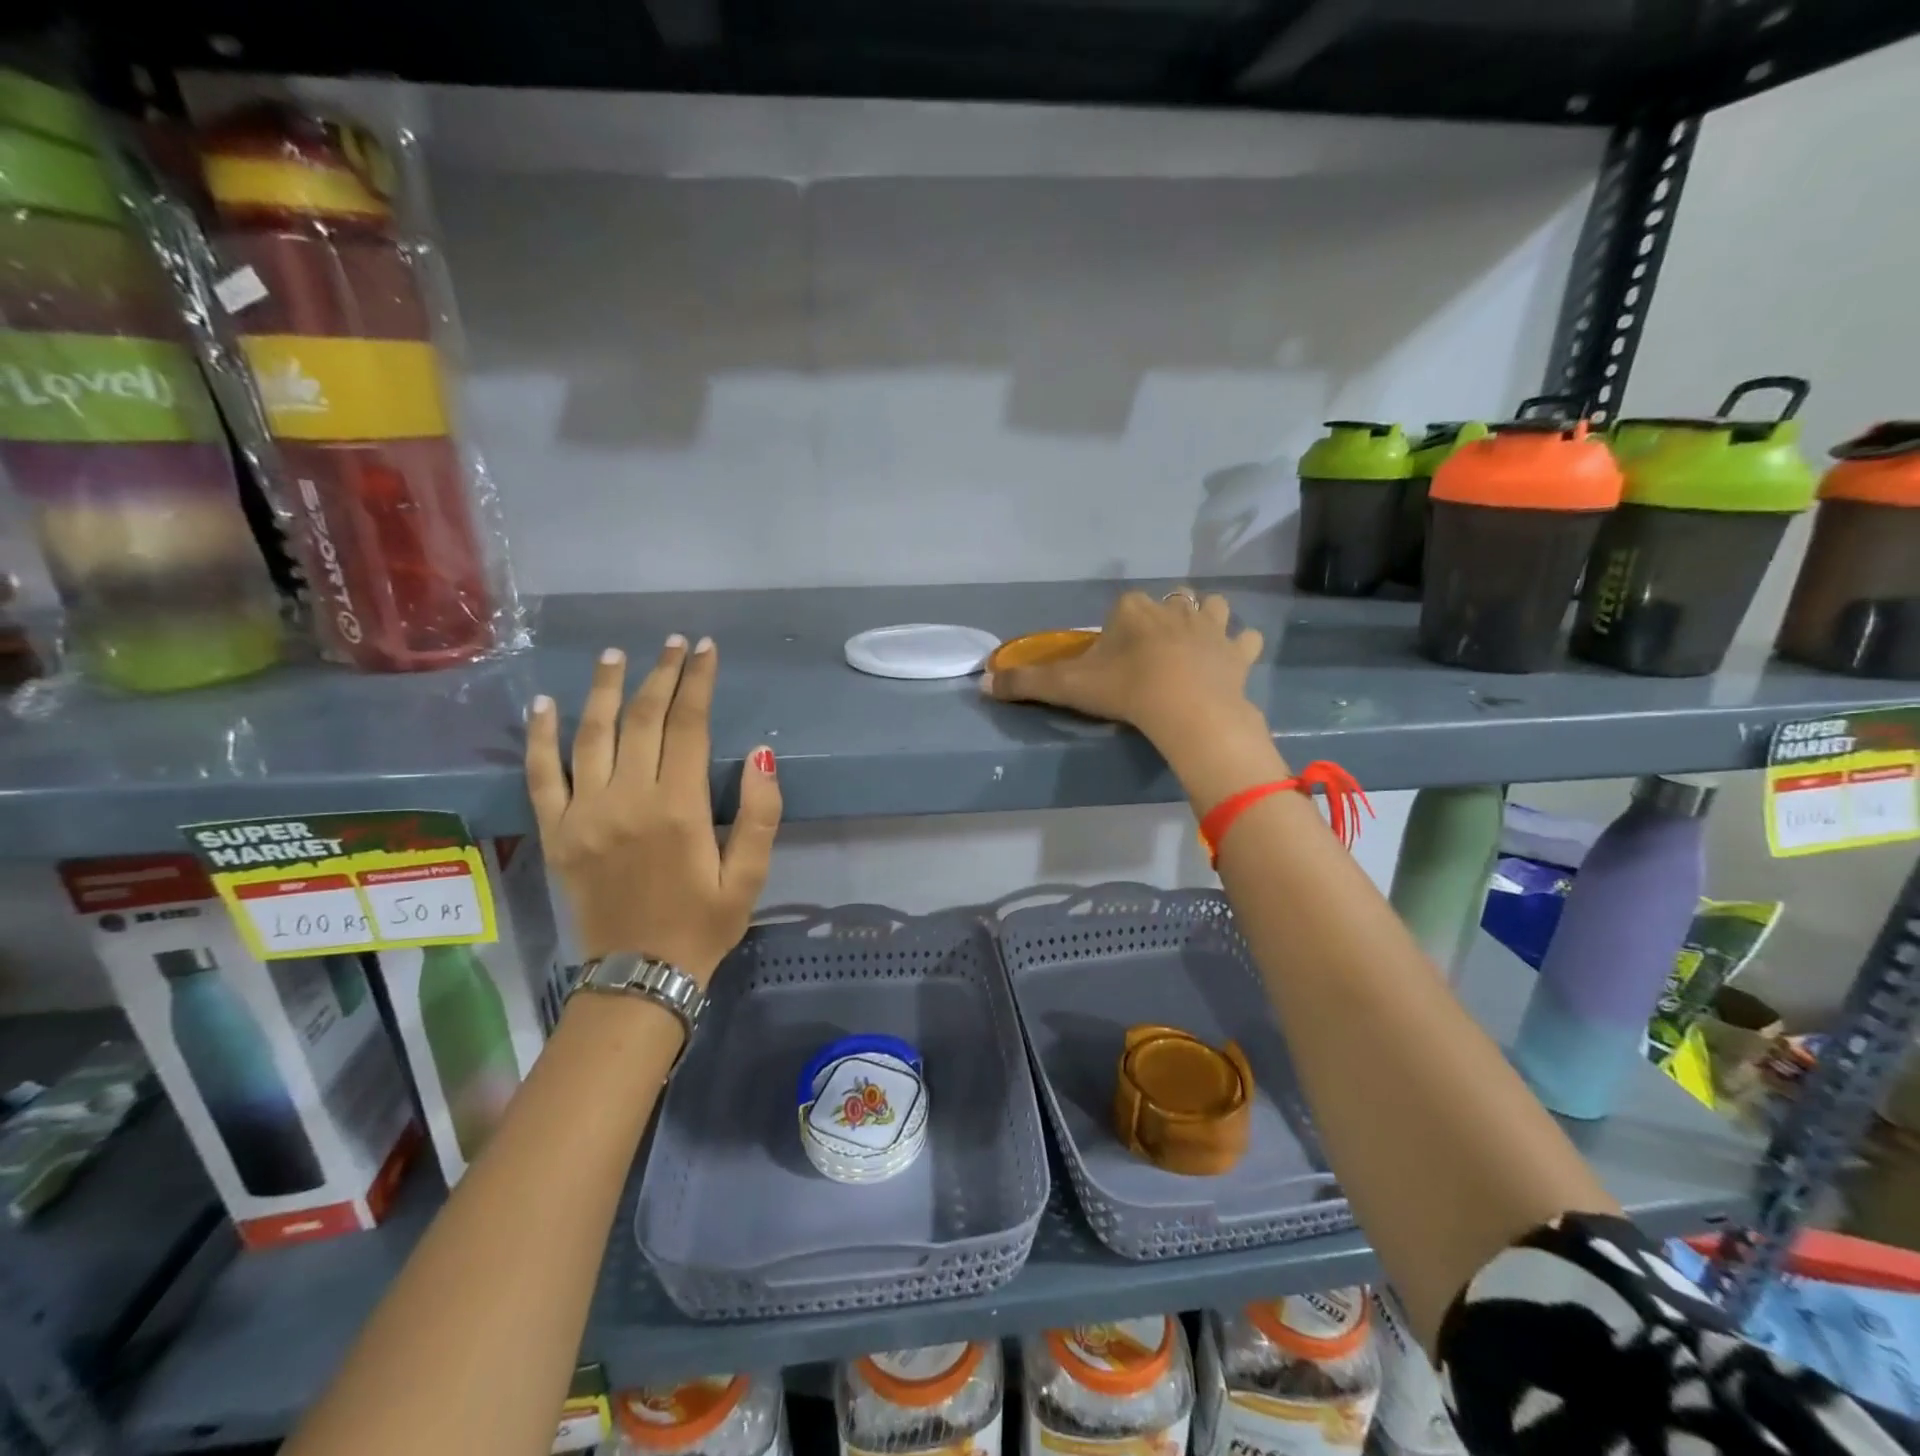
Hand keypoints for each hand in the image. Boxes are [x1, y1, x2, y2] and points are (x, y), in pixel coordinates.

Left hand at [525, 636, 781, 983]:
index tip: (704, 650)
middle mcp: (628, 800)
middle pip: (642, 720)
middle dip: (660, 675)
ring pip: (592, 735)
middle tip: (672, 644)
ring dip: (605, 690)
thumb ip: (762, 814)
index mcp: (679, 809)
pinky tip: (543, 704)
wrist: (641, 975)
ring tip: (616, 655)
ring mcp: (584, 814)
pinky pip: (541, 775)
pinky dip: (540, 736)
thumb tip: (762, 753)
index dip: (697, 682)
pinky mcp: (557, 832)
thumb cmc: (703, 924)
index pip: (688, 726)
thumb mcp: (750, 876)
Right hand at [983, 589, 1267, 759]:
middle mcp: (1173, 608)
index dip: (1115, 631)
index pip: (1121, 607)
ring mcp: (1211, 627)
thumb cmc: (1125, 690)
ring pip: (1212, 609)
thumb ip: (1025, 682)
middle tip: (1148, 658)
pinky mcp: (1238, 652)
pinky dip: (1240, 648)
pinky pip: (1245, 639)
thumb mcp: (1068, 686)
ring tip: (1192, 648)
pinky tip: (1230, 663)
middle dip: (1158, 623)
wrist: (1186, 709)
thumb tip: (982, 683)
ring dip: (1204, 622)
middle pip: (1165, 605)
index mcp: (1132, 609)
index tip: (1111, 660)